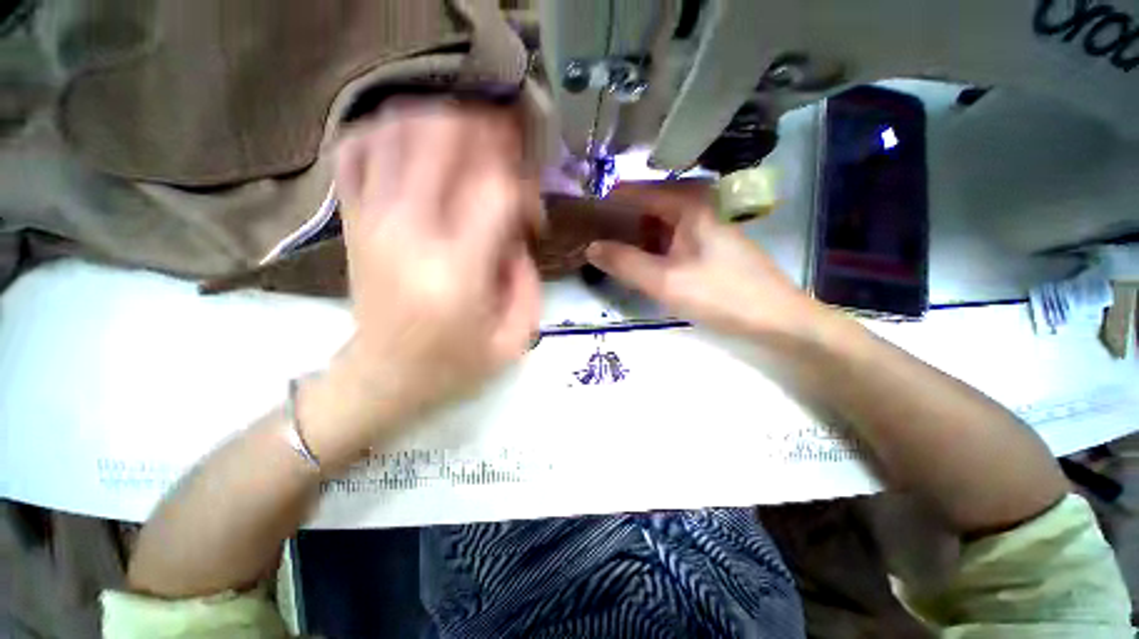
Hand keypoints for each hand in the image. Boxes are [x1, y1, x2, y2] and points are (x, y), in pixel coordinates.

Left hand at [303, 103, 540, 466]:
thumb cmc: (455, 364)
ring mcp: (372, 220)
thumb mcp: (515, 336)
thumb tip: (519, 230)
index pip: (497, 190)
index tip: (533, 211)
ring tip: (469, 139)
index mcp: (457, 270)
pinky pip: (357, 150)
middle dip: (486, 131)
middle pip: (443, 138)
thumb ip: (528, 277)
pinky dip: (385, 130)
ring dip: (441, 121)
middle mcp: (409, 233)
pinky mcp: (353, 220)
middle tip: (509, 148)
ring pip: (397, 130)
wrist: (384, 378)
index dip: (524, 188)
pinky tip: (414, 140)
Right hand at [586, 181, 820, 340]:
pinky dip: (650, 246)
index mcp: (687, 202)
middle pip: (644, 205)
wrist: (776, 318)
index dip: (605, 203)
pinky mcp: (707, 243)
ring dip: (632, 236)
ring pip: (656, 223)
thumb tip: (590, 247)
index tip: (581, 218)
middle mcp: (696, 204)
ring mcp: (704, 223)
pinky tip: (638, 262)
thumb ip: (624, 262)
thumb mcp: (665, 281)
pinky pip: (669, 237)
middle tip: (589, 240)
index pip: (633, 191)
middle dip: (616, 222)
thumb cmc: (720, 294)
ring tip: (607, 251)